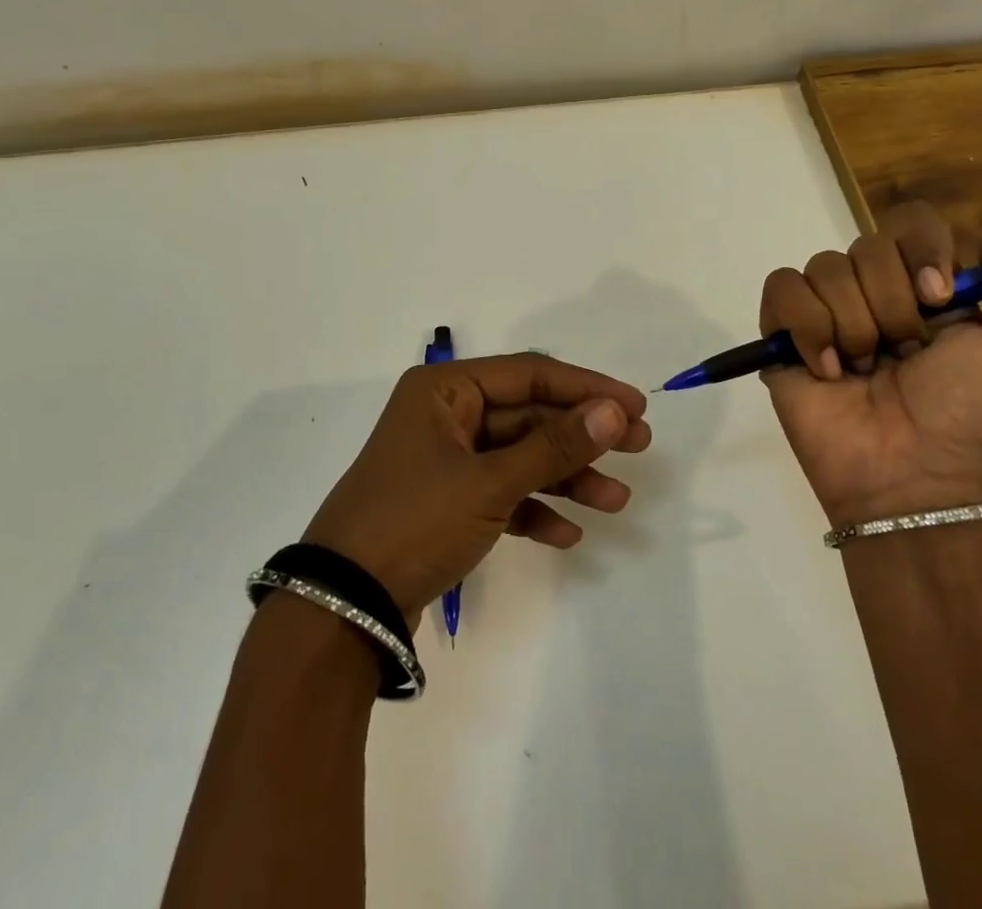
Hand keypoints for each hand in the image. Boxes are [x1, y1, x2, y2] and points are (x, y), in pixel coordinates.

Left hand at [302, 354, 651, 620]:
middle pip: (529, 416)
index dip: (586, 388)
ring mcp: (446, 460)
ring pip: (520, 457)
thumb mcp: (489, 483)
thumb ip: (553, 446)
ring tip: (615, 501)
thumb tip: (614, 411)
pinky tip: (568, 534)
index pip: (530, 374)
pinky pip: (502, 494)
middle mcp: (447, 415)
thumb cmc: (414, 523)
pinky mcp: (447, 502)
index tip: (635, 407)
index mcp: (446, 390)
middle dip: (582, 436)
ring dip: (565, 478)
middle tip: (639, 447)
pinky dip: (533, 510)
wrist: (342, 608)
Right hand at [760, 203, 981, 526]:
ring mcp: (826, 314)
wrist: (915, 479)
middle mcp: (874, 294)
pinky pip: (782, 289)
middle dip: (890, 304)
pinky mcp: (783, 335)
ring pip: (824, 267)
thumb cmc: (977, 418)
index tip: (938, 298)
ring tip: (863, 371)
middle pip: (866, 244)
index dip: (923, 250)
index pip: (912, 224)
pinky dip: (808, 329)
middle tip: (903, 353)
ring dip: (853, 325)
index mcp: (927, 291)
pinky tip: (828, 371)